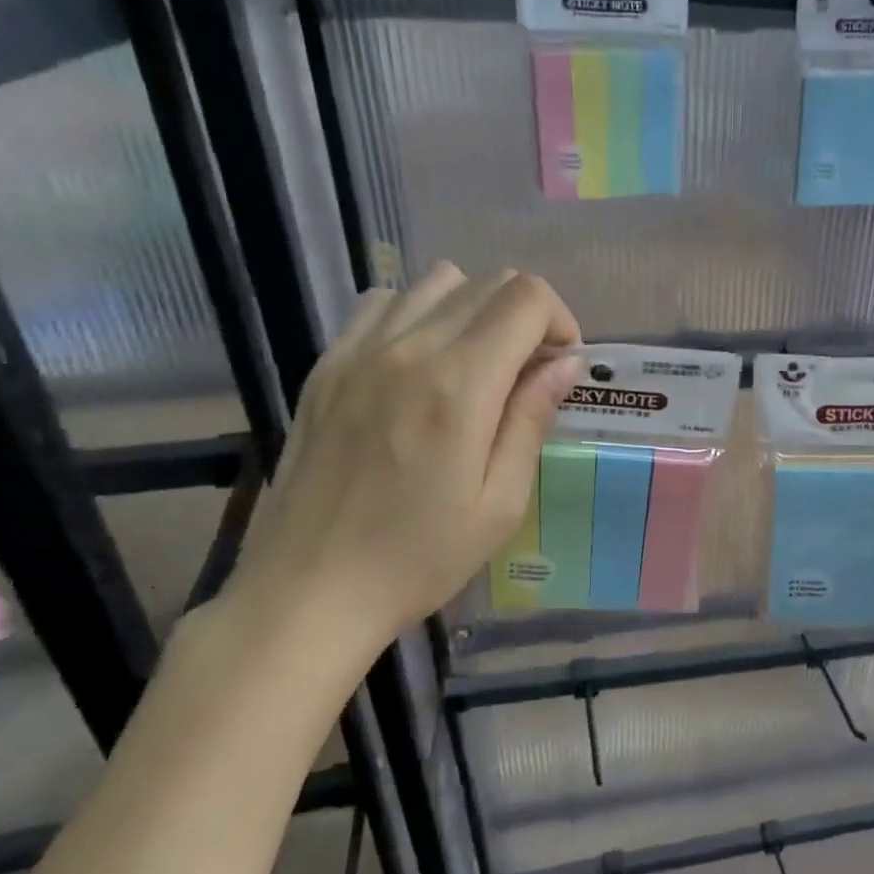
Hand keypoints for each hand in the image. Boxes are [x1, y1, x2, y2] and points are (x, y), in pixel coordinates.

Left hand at [214, 264, 580, 686]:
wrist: (308, 591)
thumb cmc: (419, 558)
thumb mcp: (500, 502)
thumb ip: (532, 419)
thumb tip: (564, 362)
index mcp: (459, 385)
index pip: (526, 298)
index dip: (560, 320)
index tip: (561, 365)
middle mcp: (408, 349)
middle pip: (487, 282)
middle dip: (526, 316)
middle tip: (528, 373)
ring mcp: (357, 352)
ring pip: (436, 283)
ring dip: (474, 310)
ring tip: (477, 366)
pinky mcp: (325, 366)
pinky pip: (382, 305)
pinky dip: (418, 316)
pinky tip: (420, 366)